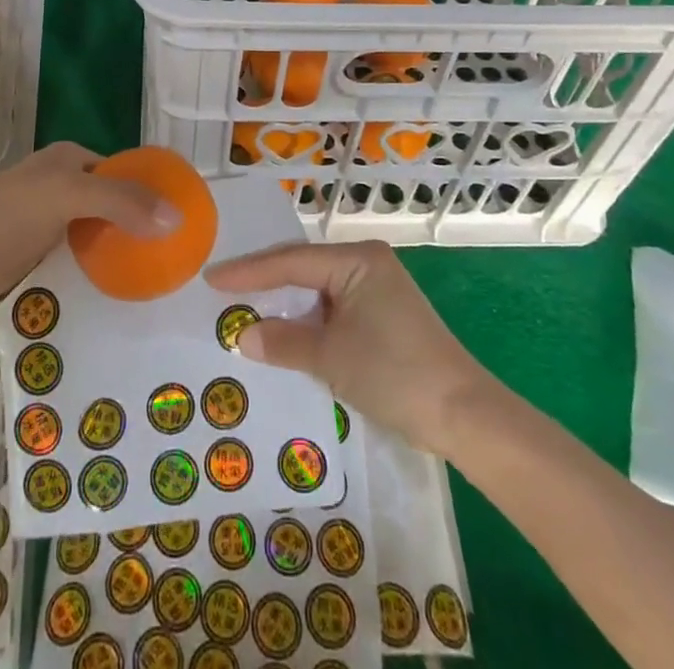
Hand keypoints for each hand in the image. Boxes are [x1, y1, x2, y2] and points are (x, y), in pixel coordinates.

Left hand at [0, 141, 179, 305]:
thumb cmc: (3, 216)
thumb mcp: (66, 197)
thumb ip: (121, 201)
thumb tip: (178, 216)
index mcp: (71, 160)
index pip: (126, 170)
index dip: (154, 190)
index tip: (184, 221)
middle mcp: (63, 184)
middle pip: (114, 202)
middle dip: (141, 224)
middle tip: (175, 255)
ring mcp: (49, 220)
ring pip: (98, 232)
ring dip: (122, 250)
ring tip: (157, 277)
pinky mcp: (37, 254)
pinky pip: (80, 257)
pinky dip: (99, 269)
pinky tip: (119, 290)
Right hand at [204, 240, 493, 454]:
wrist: (463, 414)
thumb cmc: (394, 374)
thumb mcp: (331, 358)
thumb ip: (283, 342)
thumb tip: (241, 336)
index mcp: (356, 259)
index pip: (290, 261)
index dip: (248, 272)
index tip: (211, 278)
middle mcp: (367, 262)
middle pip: (303, 268)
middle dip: (264, 281)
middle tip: (221, 287)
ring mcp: (378, 287)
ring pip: (317, 288)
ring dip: (286, 303)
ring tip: (244, 306)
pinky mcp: (384, 312)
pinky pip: (333, 305)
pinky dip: (308, 318)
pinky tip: (286, 329)